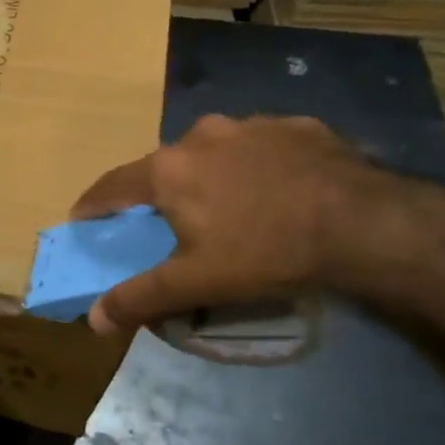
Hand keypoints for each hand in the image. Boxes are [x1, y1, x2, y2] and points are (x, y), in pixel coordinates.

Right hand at [71, 114, 387, 334]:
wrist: (362, 222)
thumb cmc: (265, 251)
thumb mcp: (196, 283)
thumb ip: (140, 298)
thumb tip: (93, 319)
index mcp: (168, 170)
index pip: (112, 186)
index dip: (93, 204)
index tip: (82, 219)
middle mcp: (200, 135)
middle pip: (164, 166)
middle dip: (160, 192)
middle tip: (169, 222)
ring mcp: (250, 125)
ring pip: (214, 151)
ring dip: (210, 174)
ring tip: (230, 206)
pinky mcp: (295, 125)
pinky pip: (260, 146)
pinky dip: (256, 166)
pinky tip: (277, 190)